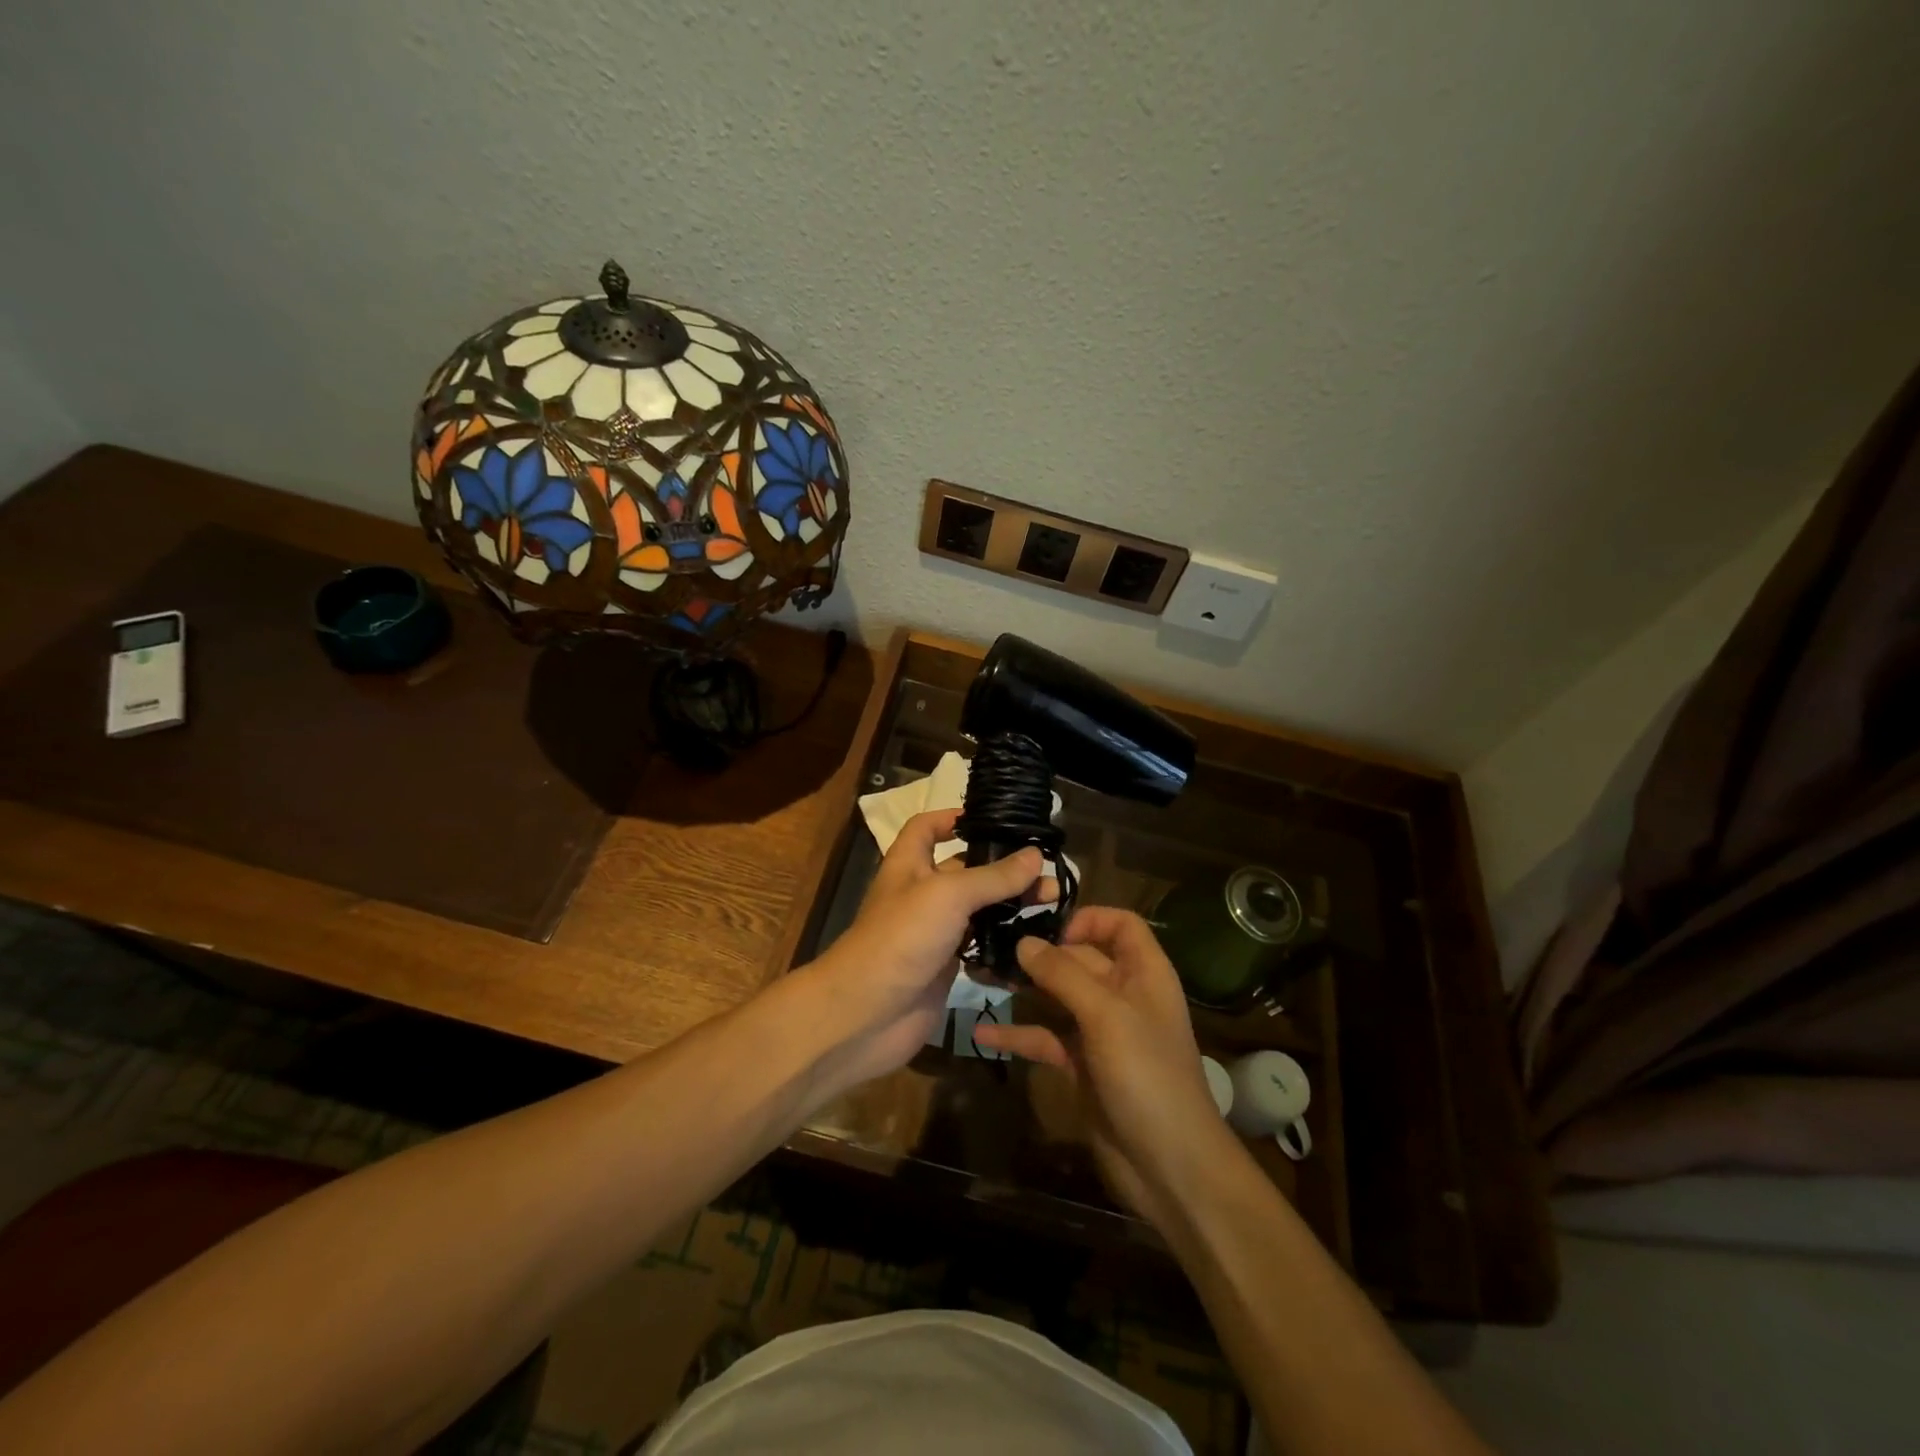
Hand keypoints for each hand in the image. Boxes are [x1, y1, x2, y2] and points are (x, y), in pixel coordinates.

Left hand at [807, 809, 1046, 1090]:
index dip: (954, 818)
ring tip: (1052, 906)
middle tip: (1048, 877)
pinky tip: (1036, 944)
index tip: (994, 821)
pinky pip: (981, 948)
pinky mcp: (946, 967)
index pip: (927, 827)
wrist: (866, 1014)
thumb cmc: (901, 937)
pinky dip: (1004, 946)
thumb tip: (1035, 855)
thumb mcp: (948, 895)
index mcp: (909, 864)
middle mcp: (922, 893)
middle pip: (966, 870)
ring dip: (1011, 908)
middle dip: (1005, 870)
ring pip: (978, 911)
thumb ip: (993, 876)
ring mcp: (934, 932)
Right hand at [973, 907, 1237, 1230]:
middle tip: (994, 948)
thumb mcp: (1106, 1015)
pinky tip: (982, 1034)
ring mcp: (1102, 1032)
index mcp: (1144, 973)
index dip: (1087, 919)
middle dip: (1041, 953)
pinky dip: (1018, 1035)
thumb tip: (1024, 941)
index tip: (1048, 930)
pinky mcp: (1082, 1066)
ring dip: (1025, 989)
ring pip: (1058, 997)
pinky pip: (1046, 1039)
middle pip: (1081, 958)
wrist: (1170, 1166)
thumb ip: (1063, 974)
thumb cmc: (1146, 1075)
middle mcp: (1124, 995)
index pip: (1120, 924)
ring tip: (982, 979)